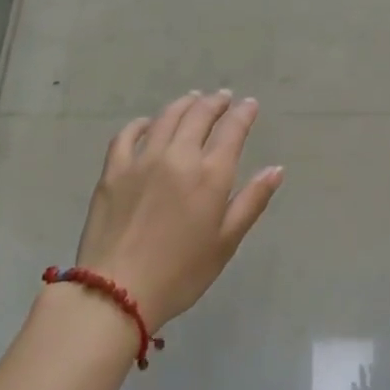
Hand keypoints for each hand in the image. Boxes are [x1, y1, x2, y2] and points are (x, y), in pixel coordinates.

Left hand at [73, 91, 283, 329]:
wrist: (115, 292)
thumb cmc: (181, 273)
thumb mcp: (226, 242)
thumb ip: (252, 201)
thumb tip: (276, 169)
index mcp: (211, 174)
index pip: (232, 130)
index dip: (243, 113)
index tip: (250, 104)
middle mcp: (179, 156)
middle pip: (199, 115)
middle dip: (215, 102)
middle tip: (223, 97)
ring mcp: (142, 159)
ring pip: (167, 117)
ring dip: (184, 104)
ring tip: (193, 99)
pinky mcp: (113, 170)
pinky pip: (128, 134)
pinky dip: (142, 123)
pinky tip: (148, 123)